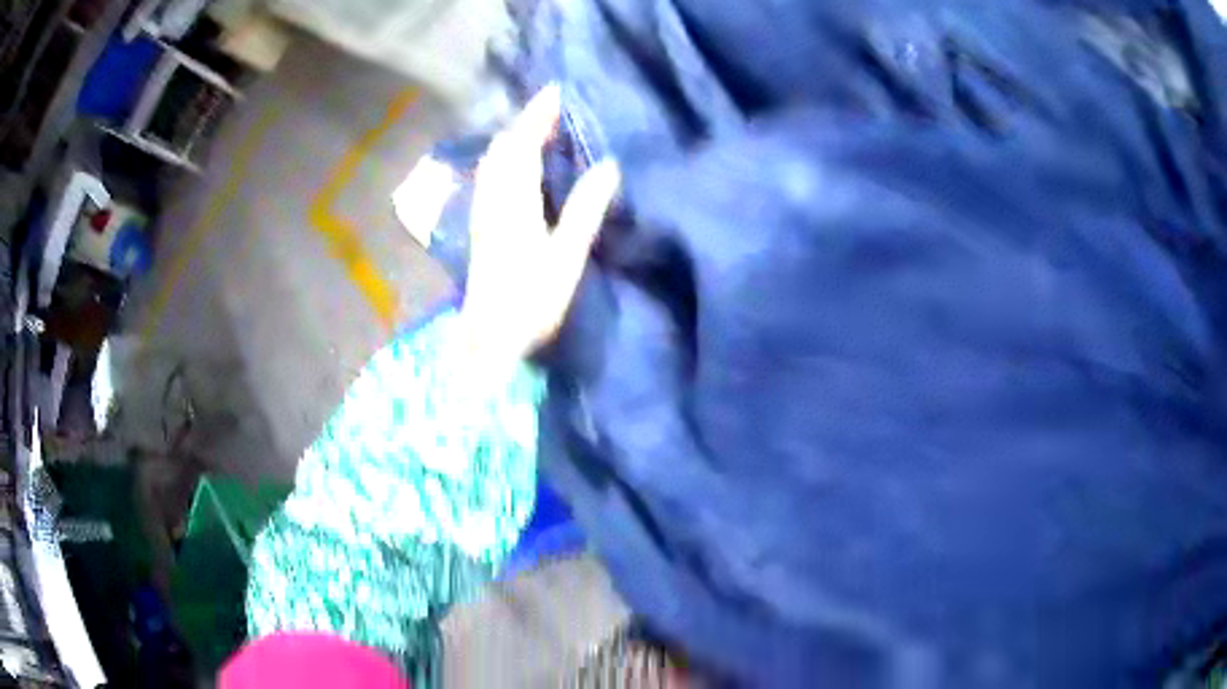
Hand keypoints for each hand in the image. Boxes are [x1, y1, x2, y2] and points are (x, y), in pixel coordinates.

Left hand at [459, 85, 620, 365]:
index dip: (538, 115)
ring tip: (539, 127)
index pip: (522, 144)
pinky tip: (519, 163)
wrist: (488, 339)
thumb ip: (585, 209)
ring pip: (493, 161)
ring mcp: (483, 212)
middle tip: (553, 106)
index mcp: (513, 201)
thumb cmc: (530, 301)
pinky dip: (506, 158)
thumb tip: (608, 165)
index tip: (556, 91)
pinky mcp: (482, 226)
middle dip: (525, 121)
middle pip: (503, 148)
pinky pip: (491, 176)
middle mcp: (492, 199)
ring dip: (514, 137)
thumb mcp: (566, 256)